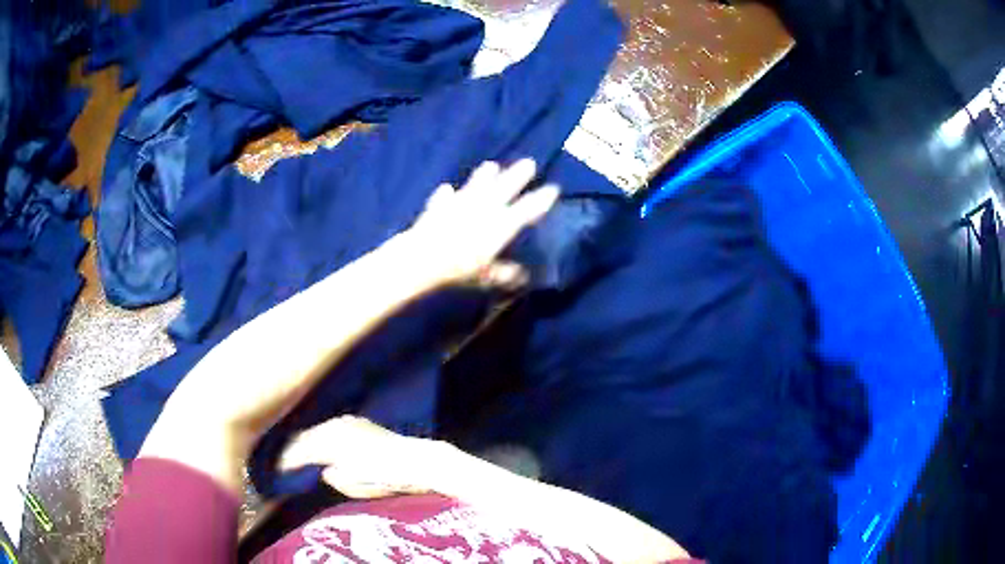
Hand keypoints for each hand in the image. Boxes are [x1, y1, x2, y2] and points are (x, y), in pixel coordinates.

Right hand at [279, 416, 447, 498]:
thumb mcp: (353, 485)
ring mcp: (346, 421)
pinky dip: (319, 435)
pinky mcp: (356, 422)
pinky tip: (317, 444)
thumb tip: (323, 470)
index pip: (298, 452)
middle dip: (290, 450)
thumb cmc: (385, 479)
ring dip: (304, 441)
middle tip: (278, 462)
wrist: (416, 461)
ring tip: (293, 454)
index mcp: (330, 443)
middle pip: (303, 438)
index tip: (275, 471)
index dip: (285, 462)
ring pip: (315, 430)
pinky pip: (328, 428)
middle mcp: (334, 427)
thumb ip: (332, 477)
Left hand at [402, 159, 558, 288]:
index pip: (527, 209)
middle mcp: (484, 208)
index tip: (553, 188)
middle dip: (518, 175)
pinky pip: (444, 198)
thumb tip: (523, 277)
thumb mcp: (487, 277)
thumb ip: (506, 274)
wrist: (423, 257)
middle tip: (529, 163)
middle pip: (505, 188)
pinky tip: (446, 190)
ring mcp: (460, 204)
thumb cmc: (460, 269)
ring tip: (491, 166)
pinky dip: (446, 195)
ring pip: (476, 186)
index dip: (541, 199)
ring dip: (484, 176)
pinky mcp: (438, 206)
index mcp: (501, 225)